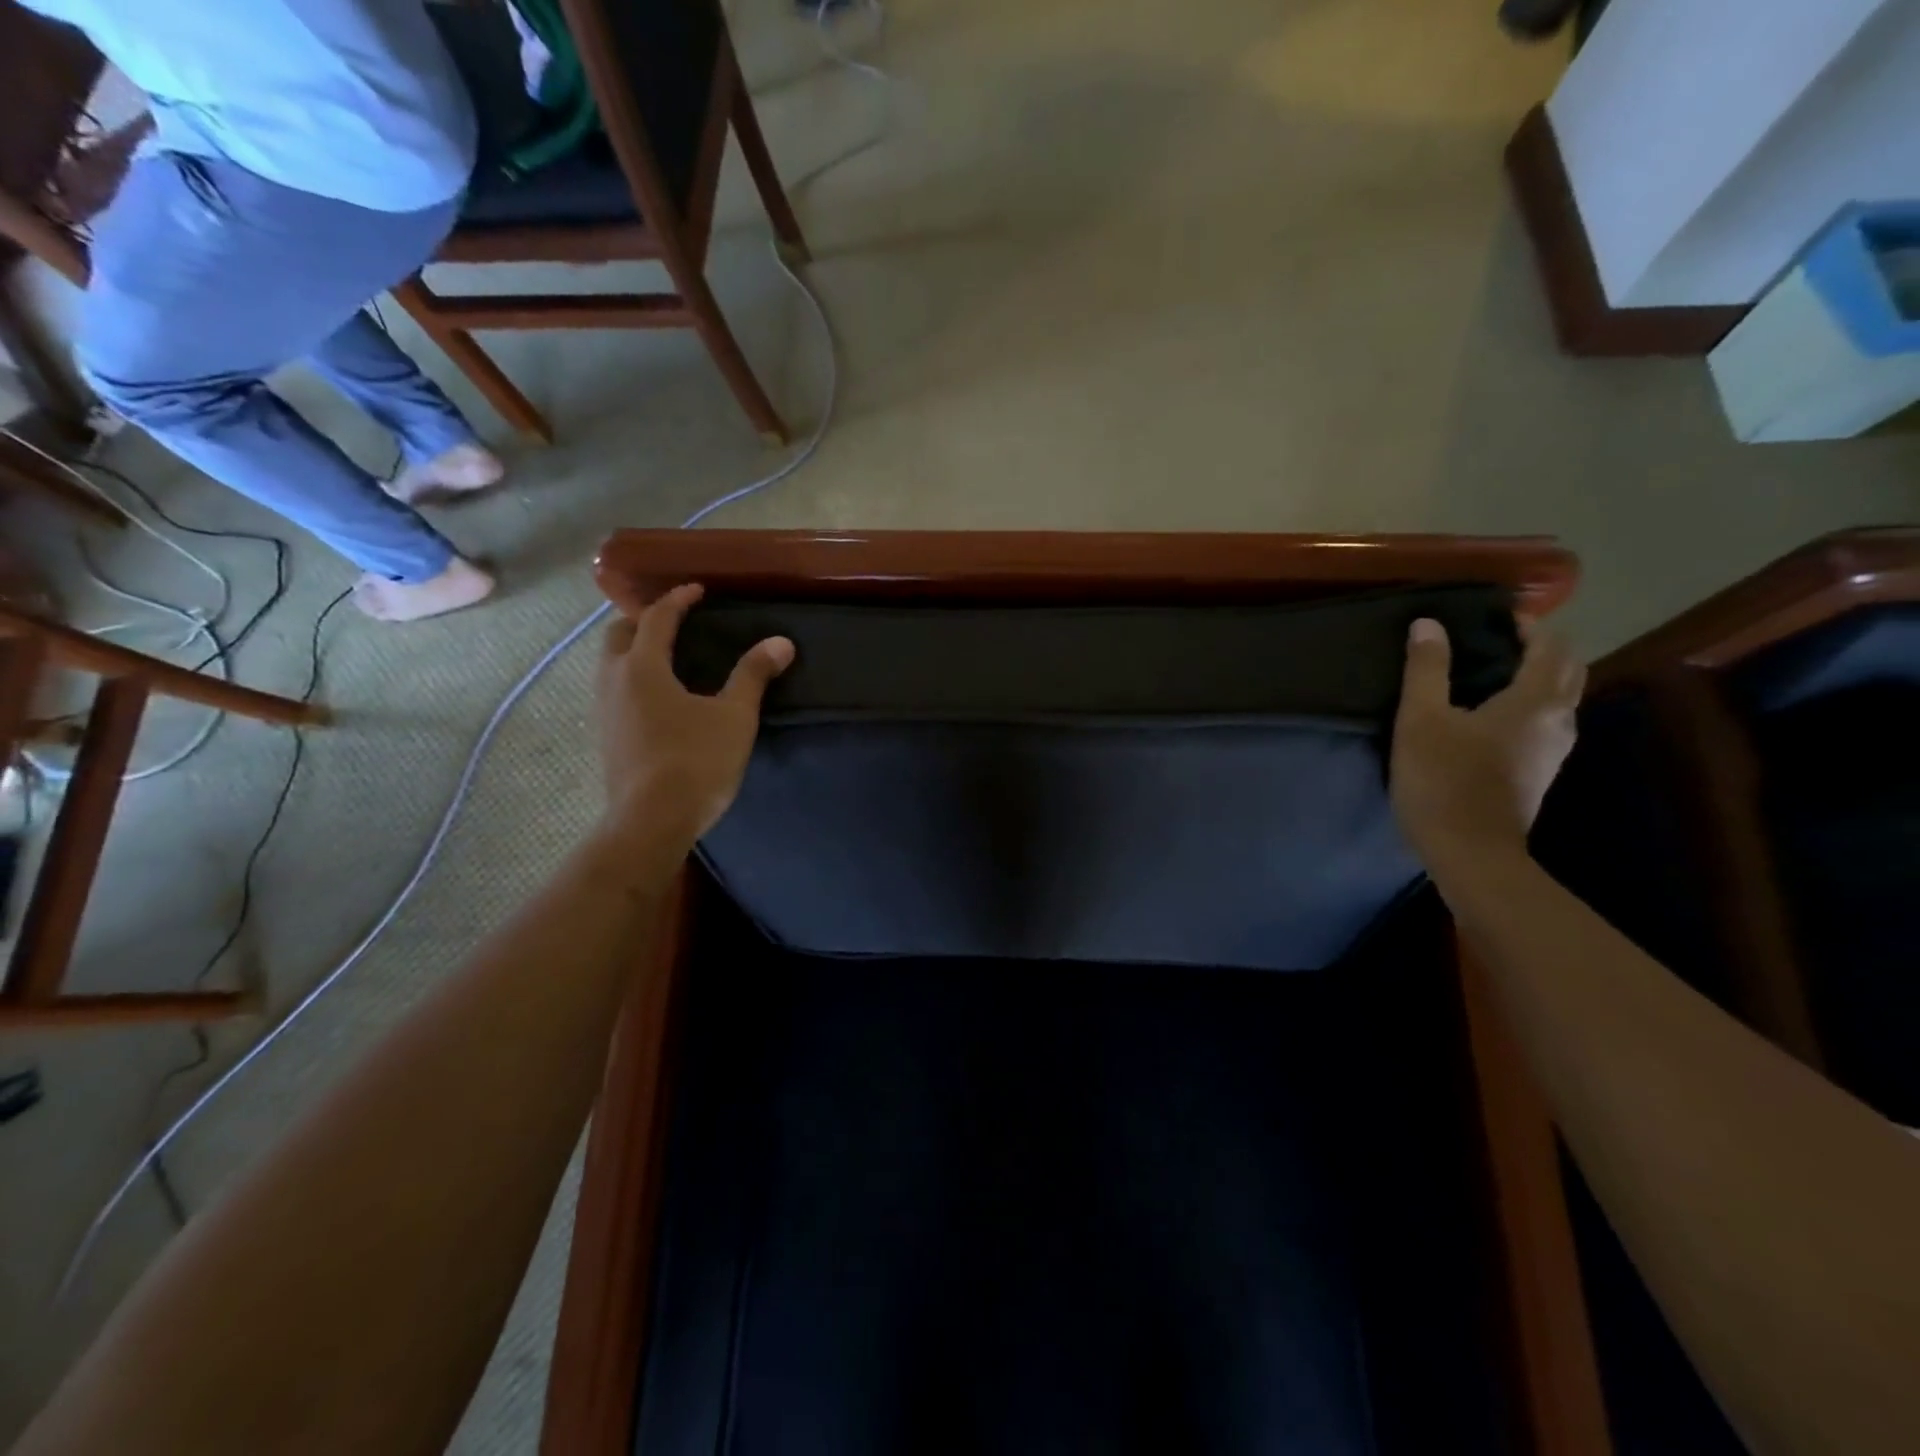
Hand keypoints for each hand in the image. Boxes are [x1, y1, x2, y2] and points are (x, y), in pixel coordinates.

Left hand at [596, 583, 793, 844]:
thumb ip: (753, 676)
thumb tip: (780, 642)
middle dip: (644, 620)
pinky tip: (656, 699)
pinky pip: (613, 692)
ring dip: (633, 650)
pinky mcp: (605, 738)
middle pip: (619, 635)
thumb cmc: (695, 761)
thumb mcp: (734, 717)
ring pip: (610, 664)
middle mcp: (614, 681)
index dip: (678, 600)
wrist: (652, 821)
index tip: (697, 590)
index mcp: (643, 667)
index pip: (657, 618)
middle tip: (673, 621)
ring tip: (664, 657)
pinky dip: (631, 679)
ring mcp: (604, 711)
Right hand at [1390, 616, 1583, 870]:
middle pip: (1568, 670)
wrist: (1470, 853)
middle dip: (1542, 648)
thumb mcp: (1421, 720)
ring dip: (1539, 677)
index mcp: (1535, 701)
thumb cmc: (1443, 781)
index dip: (1529, 625)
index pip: (1551, 646)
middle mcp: (1558, 720)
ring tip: (1496, 673)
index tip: (1496, 617)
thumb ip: (1427, 670)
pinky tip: (1496, 716)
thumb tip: (1428, 624)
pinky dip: (1531, 705)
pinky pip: (1547, 723)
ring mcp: (1554, 751)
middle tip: (1499, 641)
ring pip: (1561, 698)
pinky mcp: (1540, 773)